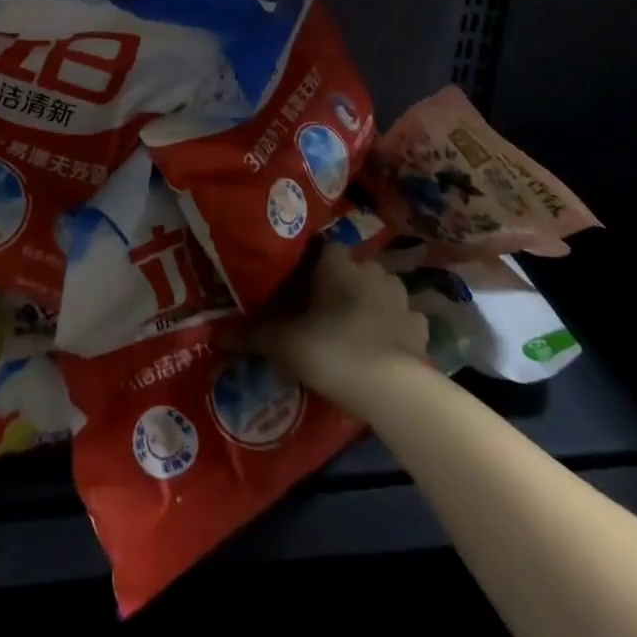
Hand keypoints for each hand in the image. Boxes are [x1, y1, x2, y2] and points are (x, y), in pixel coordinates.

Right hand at [251, 243, 427, 407]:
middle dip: (340, 283)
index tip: (298, 283)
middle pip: (352, 268)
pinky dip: (392, 329)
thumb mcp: (281, 343)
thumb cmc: (330, 349)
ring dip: (368, 303)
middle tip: (321, 309)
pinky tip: (381, 347)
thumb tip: (215, 334)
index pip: (322, 247)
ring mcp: (401, 298)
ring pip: (380, 291)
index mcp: (337, 263)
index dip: (310, 263)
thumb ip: (250, 335)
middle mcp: (371, 270)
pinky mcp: (420, 328)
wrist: (391, 389)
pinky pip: (403, 320)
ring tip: (351, 328)